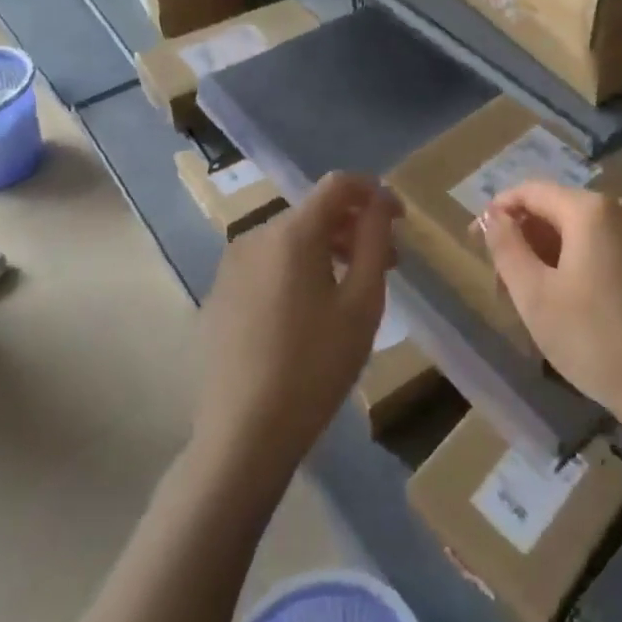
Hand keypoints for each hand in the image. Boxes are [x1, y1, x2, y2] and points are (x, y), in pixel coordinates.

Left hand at [191, 171, 399, 480]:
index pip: (339, 184)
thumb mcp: (362, 303)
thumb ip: (374, 241)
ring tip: (353, 288)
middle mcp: (256, 235)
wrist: (242, 437)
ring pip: (291, 238)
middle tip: (387, 263)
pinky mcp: (220, 294)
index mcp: (291, 232)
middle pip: (315, 212)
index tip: (400, 220)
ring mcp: (232, 265)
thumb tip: (380, 203)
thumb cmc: (314, 367)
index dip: (375, 192)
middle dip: (355, 227)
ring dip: (328, 249)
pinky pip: (269, 263)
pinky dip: (298, 268)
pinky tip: (311, 311)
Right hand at [481, 181, 621, 430]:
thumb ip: (506, 246)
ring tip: (529, 294)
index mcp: (592, 209)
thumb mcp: (534, 295)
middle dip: (525, 238)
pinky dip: (578, 258)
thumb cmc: (593, 340)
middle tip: (501, 281)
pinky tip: (565, 295)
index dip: (499, 210)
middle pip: (558, 209)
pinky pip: (604, 242)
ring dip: (549, 251)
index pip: (532, 191)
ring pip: (581, 228)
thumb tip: (492, 215)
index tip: (475, 239)